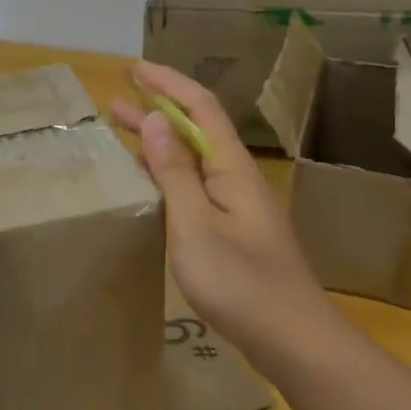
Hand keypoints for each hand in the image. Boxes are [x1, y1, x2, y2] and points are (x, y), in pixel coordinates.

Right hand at [111, 62, 322, 356]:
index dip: (168, 83)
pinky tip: (151, 185)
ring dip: (161, 142)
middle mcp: (238, 179)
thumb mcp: (195, 224)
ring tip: (124, 134)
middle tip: (116, 101)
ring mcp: (238, 207)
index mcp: (232, 168)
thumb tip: (155, 120)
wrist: (294, 341)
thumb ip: (174, 172)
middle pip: (197, 130)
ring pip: (195, 160)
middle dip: (158, 109)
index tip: (133, 68)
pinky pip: (196, 187)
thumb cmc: (240, 282)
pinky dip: (169, 174)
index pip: (201, 107)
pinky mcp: (235, 233)